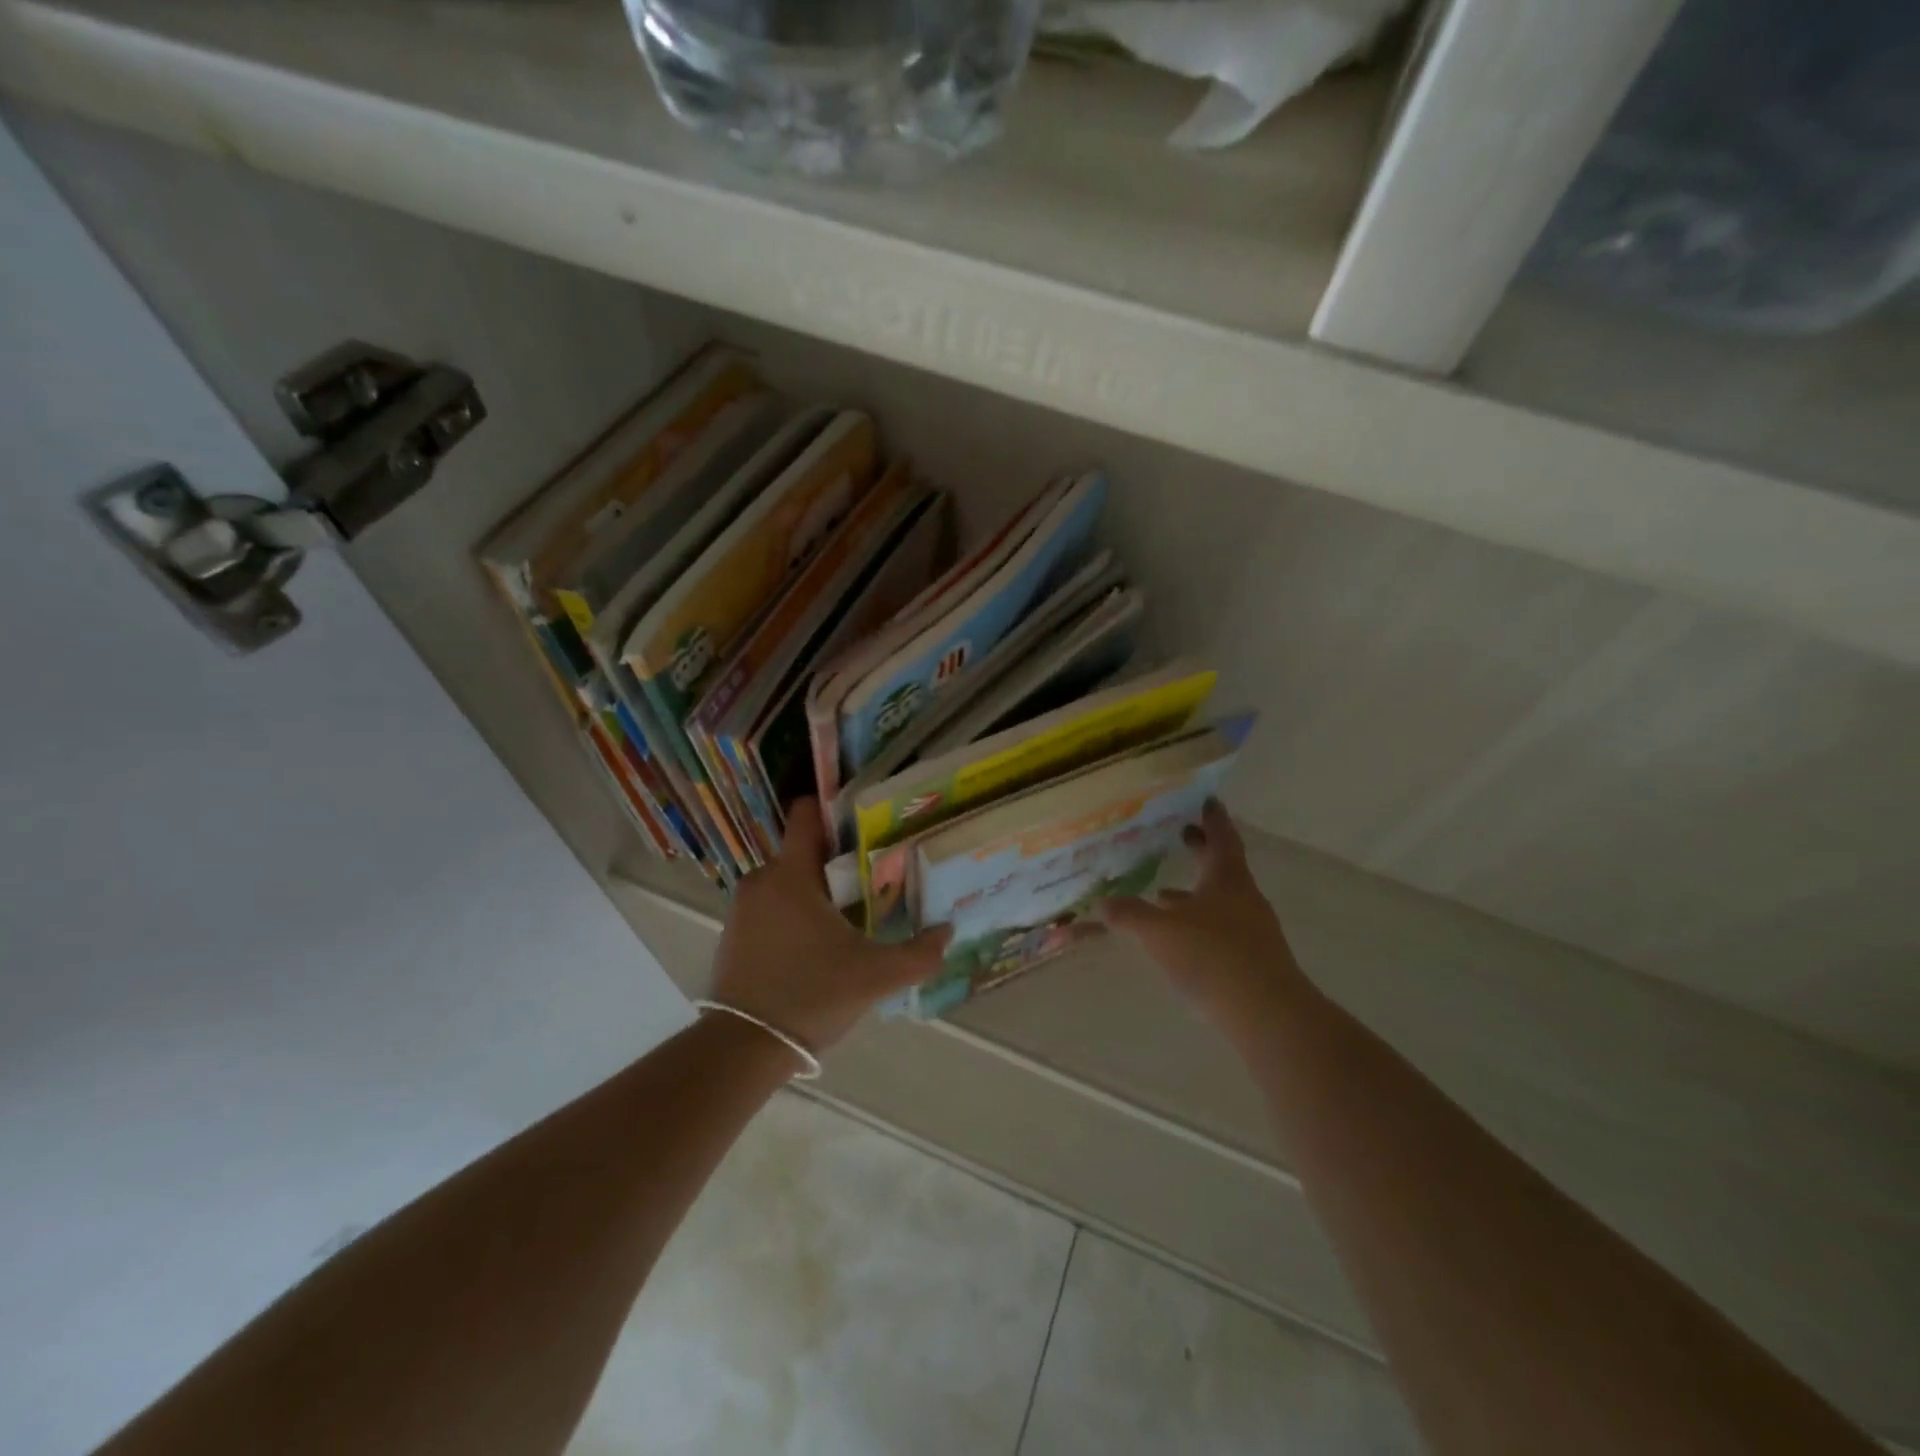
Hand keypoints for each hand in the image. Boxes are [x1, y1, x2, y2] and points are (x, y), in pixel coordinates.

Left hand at [708, 798, 948, 1057]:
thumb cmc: (811, 995)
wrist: (744, 1047)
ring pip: (787, 880)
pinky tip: (817, 942)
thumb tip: (947, 931)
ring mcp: (743, 907)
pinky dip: (793, 912)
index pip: (806, 814)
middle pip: (804, 850)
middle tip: (873, 879)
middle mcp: (762, 879)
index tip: (865, 823)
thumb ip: (919, 953)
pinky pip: (771, 905)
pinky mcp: (734, 933)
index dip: (835, 809)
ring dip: (815, 889)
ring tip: (850, 914)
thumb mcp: (875, 976)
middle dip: (836, 860)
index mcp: (791, 874)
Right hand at [1104, 800, 1309, 1027]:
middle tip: (1179, 835)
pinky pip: (1219, 929)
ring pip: (1218, 901)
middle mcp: (1244, 898)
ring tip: (1162, 893)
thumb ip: (1128, 914)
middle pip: (1222, 867)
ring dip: (1194, 893)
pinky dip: (1197, 924)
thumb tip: (1100, 902)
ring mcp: (1251, 931)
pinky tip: (1178, 940)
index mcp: (1228, 879)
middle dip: (1200, 851)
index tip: (1204, 800)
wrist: (1267, 1015)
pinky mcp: (1250, 961)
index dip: (1212, 818)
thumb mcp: (1159, 931)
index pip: (1222, 837)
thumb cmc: (1213, 957)